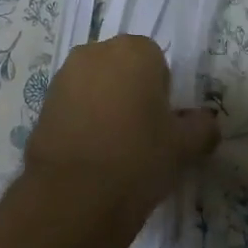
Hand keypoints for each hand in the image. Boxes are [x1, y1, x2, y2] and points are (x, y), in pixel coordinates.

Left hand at [18, 36, 219, 245]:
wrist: (74, 196)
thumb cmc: (139, 159)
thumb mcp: (184, 146)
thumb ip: (202, 127)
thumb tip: (205, 122)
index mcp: (135, 50)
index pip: (157, 62)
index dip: (162, 93)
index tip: (162, 123)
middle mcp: (95, 51)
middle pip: (122, 68)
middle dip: (131, 92)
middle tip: (140, 133)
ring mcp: (64, 75)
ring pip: (95, 84)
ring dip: (104, 104)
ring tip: (113, 146)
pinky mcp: (43, 102)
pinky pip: (73, 103)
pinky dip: (82, 119)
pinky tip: (89, 152)